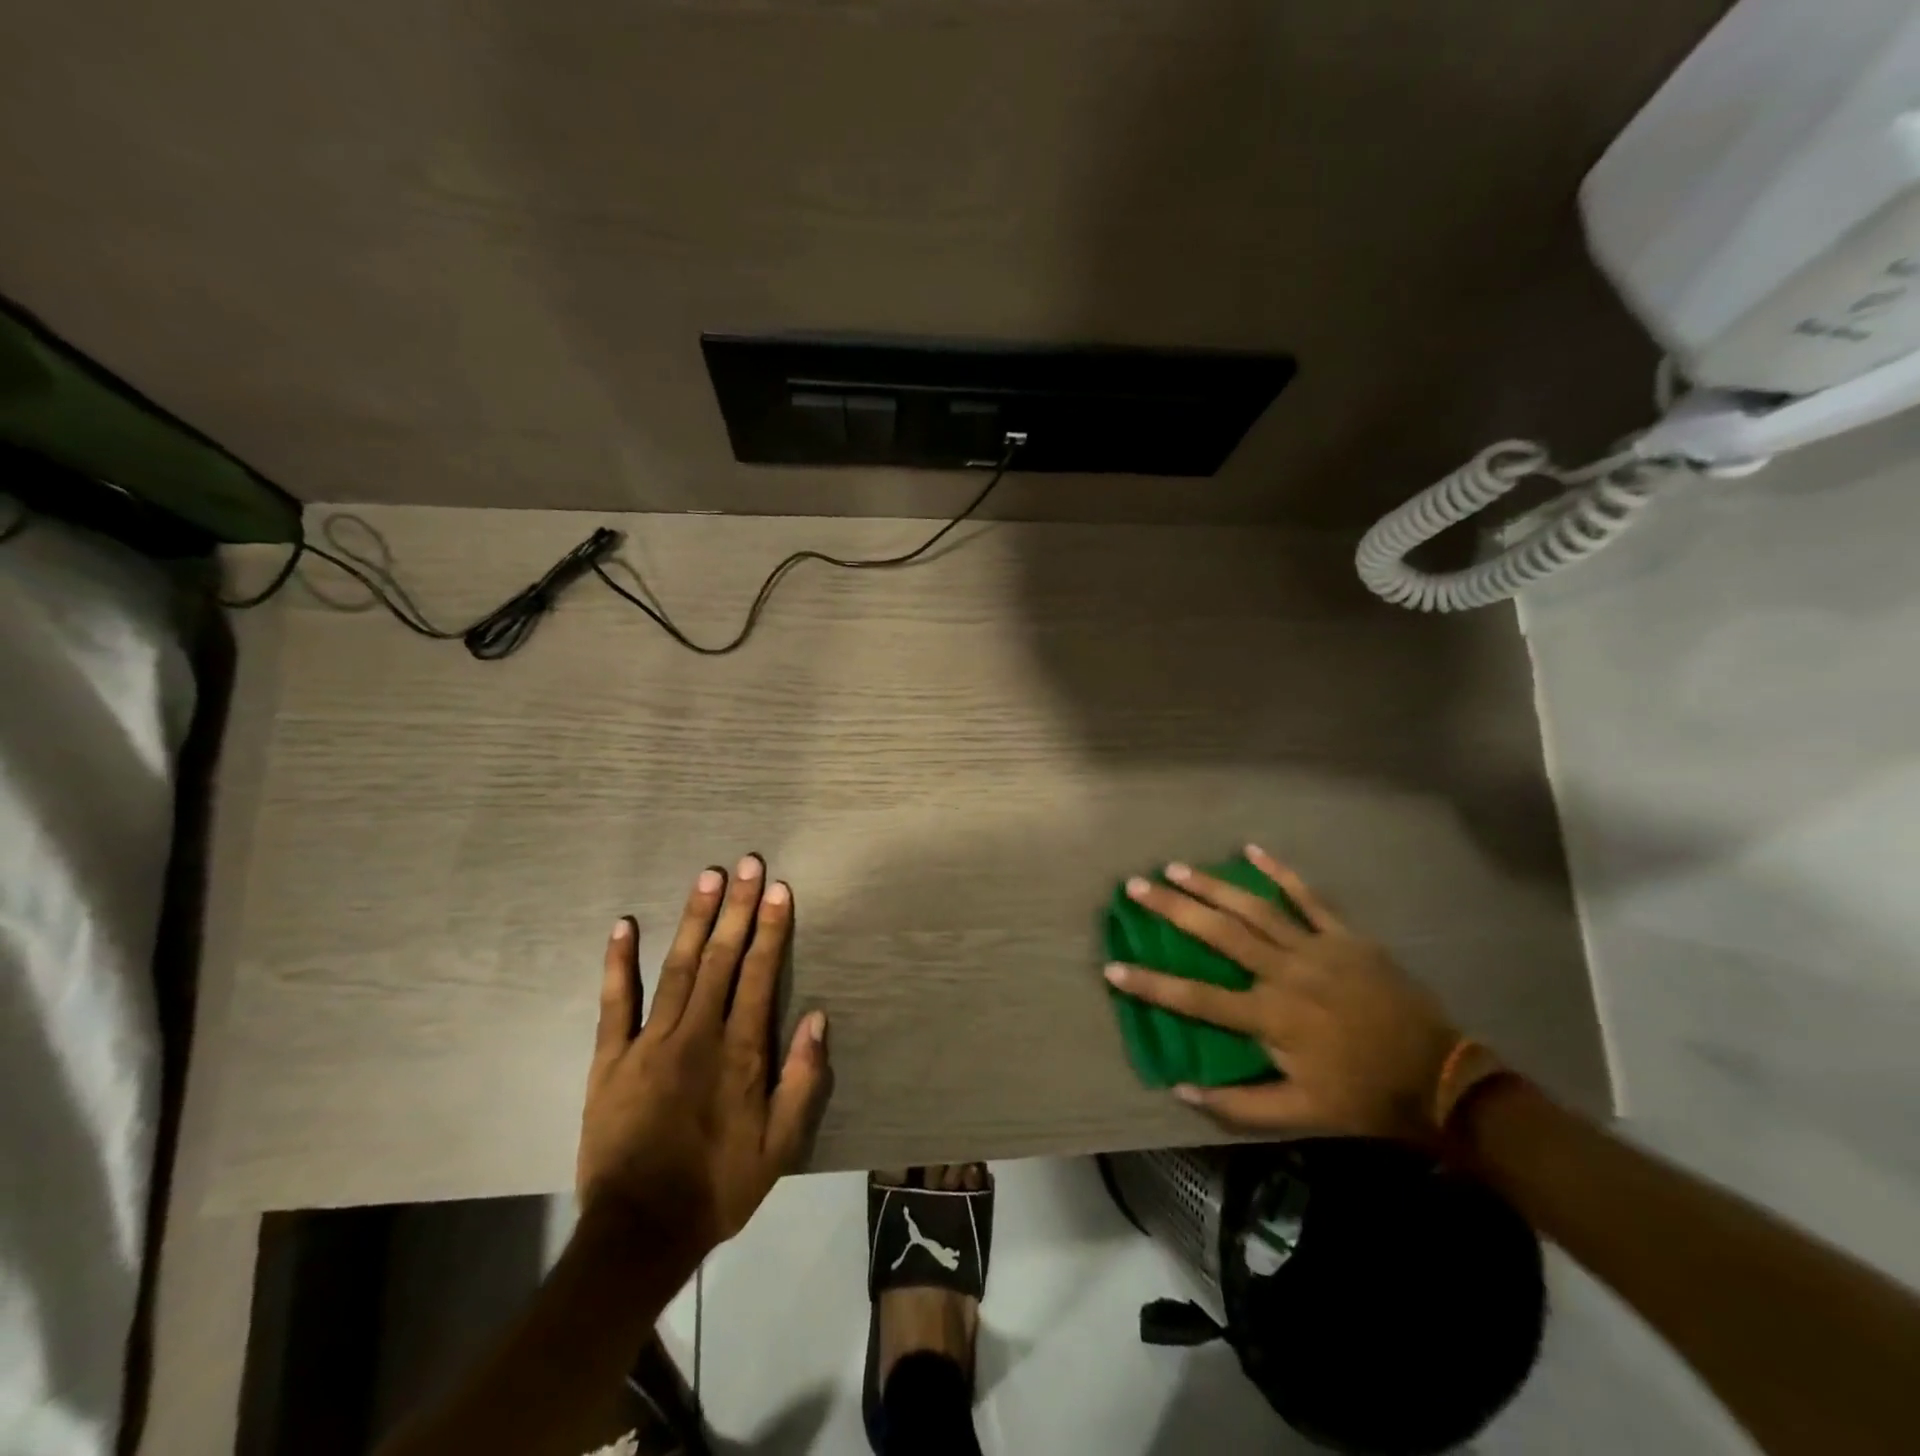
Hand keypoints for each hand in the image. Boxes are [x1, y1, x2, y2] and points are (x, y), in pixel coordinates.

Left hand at [577, 856, 830, 1269]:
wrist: (639, 1233)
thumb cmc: (719, 1186)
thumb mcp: (780, 1146)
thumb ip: (801, 1080)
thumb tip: (817, 1017)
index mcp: (740, 1052)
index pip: (760, 975)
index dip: (772, 929)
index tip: (779, 890)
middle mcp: (698, 1034)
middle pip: (721, 958)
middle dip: (738, 908)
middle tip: (748, 863)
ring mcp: (650, 1042)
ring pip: (677, 967)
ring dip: (694, 919)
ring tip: (707, 878)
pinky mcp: (611, 1059)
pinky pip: (615, 1002)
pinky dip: (619, 962)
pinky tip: (624, 925)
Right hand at [1104, 846, 1463, 1147]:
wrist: (1439, 1078)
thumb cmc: (1362, 1096)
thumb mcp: (1299, 1113)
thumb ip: (1238, 1105)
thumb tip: (1179, 1087)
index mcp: (1270, 1017)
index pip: (1198, 998)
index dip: (1152, 984)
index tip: (1113, 967)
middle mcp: (1285, 973)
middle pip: (1219, 934)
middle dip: (1174, 909)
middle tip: (1137, 887)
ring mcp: (1317, 948)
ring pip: (1255, 908)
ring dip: (1212, 886)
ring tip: (1176, 867)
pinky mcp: (1345, 935)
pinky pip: (1309, 897)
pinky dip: (1280, 873)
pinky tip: (1252, 850)